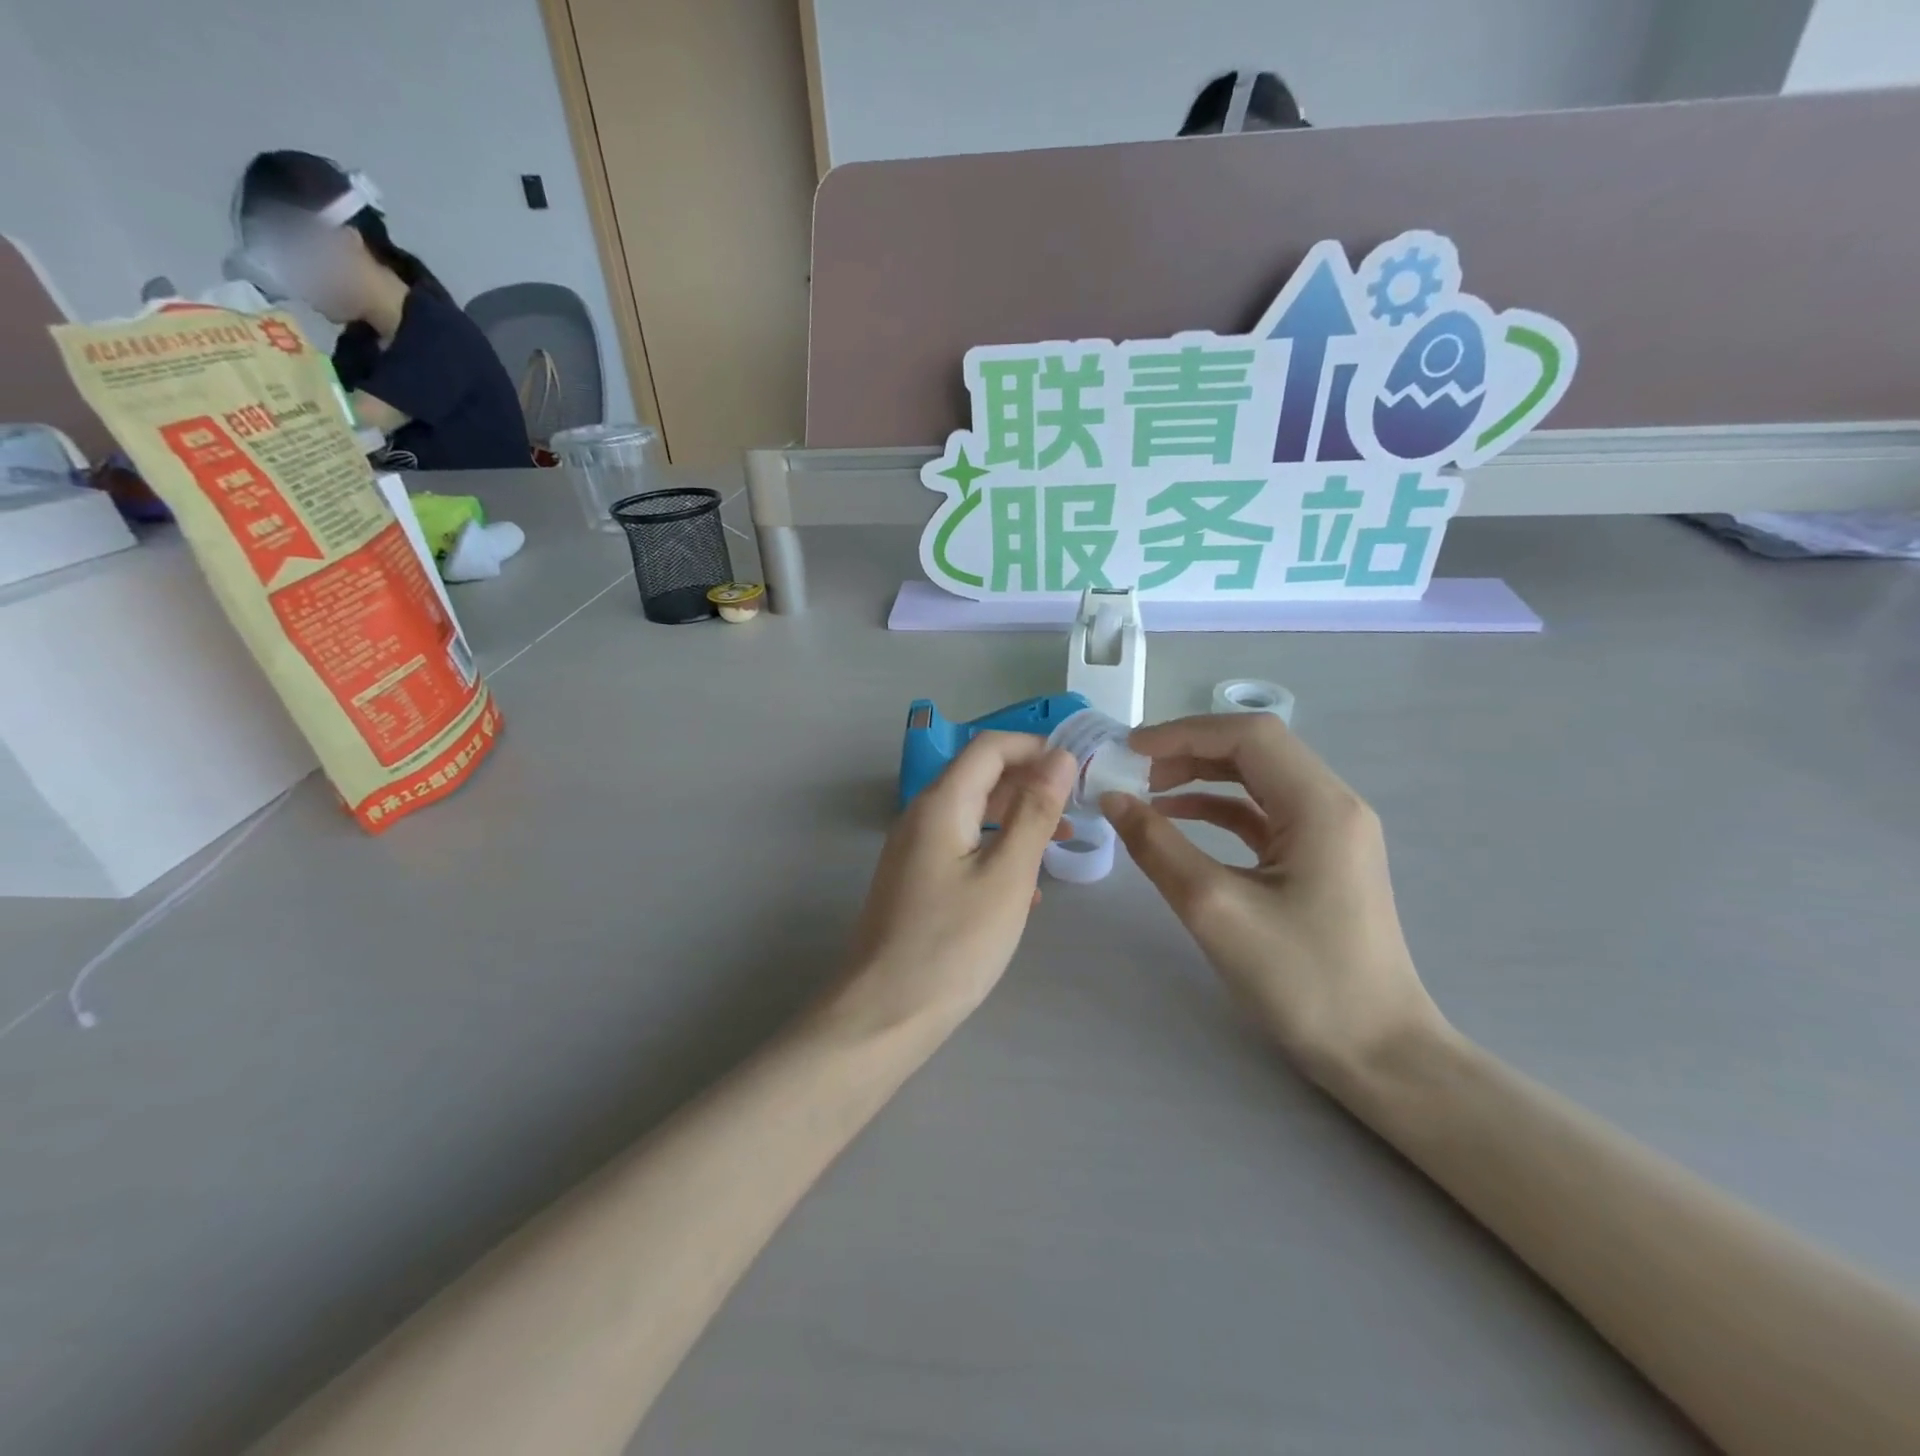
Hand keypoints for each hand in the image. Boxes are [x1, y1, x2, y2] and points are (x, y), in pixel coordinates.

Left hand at [842, 733, 1074, 1030]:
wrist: (884, 1012)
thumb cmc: (953, 943)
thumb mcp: (1007, 875)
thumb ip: (1034, 812)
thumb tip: (1058, 757)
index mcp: (941, 803)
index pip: (990, 747)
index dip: (1036, 747)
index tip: (1078, 769)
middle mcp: (922, 815)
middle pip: (981, 776)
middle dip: (1031, 783)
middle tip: (1078, 807)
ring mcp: (915, 848)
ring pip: (974, 813)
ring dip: (1017, 818)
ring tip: (1062, 842)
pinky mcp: (916, 879)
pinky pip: (963, 846)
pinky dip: (997, 849)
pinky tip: (1026, 886)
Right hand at [1101, 714, 1442, 1087]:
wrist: (1379, 1054)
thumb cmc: (1303, 980)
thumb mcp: (1215, 909)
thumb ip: (1158, 846)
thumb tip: (1112, 800)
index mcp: (1320, 805)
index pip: (1248, 736)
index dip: (1183, 732)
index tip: (1128, 750)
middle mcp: (1332, 805)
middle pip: (1254, 751)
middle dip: (1188, 752)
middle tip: (1131, 770)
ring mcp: (1330, 833)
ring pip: (1257, 780)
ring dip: (1200, 778)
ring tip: (1145, 791)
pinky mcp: (1320, 860)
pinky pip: (1263, 815)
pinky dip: (1218, 809)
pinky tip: (1178, 820)